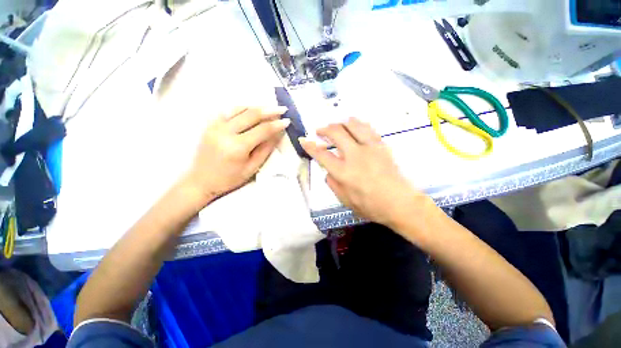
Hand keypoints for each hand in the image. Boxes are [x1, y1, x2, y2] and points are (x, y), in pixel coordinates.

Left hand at [184, 107, 289, 203]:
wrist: (201, 180)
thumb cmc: (230, 178)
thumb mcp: (252, 167)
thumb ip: (266, 149)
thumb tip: (278, 133)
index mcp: (237, 147)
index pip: (262, 130)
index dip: (276, 124)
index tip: (287, 120)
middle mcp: (225, 132)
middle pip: (251, 114)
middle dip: (269, 110)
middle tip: (282, 109)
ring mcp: (215, 126)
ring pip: (240, 109)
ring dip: (257, 107)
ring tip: (270, 107)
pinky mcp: (210, 124)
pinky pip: (229, 110)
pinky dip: (243, 108)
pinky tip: (252, 109)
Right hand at [300, 118, 430, 229]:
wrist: (401, 203)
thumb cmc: (371, 206)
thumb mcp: (345, 201)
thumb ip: (333, 184)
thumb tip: (327, 171)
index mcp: (343, 173)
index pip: (321, 155)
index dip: (310, 146)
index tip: (304, 140)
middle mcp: (355, 156)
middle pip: (336, 133)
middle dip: (324, 129)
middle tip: (320, 131)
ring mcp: (370, 148)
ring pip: (352, 125)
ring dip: (341, 123)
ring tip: (337, 126)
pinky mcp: (381, 146)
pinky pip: (368, 128)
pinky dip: (357, 124)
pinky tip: (354, 126)